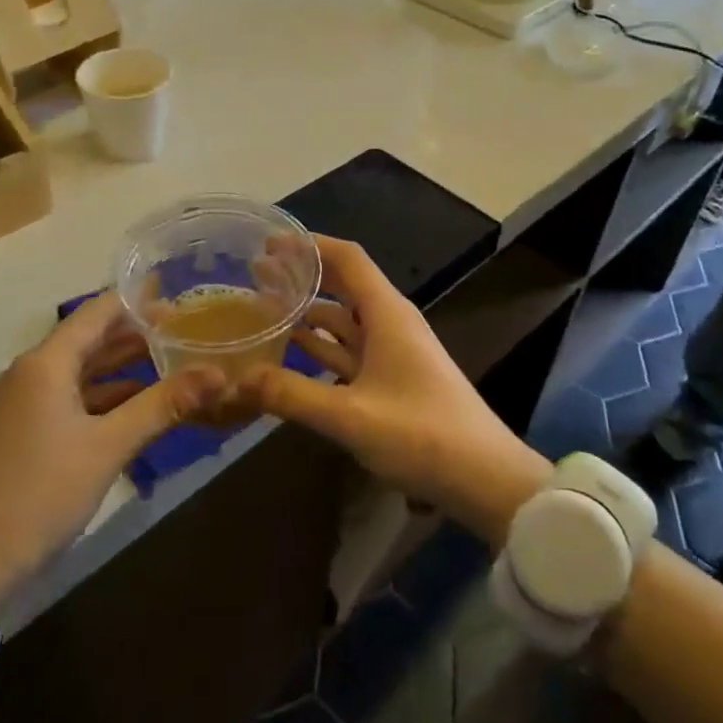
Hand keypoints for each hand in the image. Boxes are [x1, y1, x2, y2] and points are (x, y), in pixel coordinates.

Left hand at [0, 292, 222, 617]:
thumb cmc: (37, 495)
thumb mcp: (108, 448)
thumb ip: (163, 405)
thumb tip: (218, 374)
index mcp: (45, 364)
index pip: (98, 312)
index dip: (138, 301)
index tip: (180, 297)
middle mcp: (29, 373)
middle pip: (88, 339)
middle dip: (135, 334)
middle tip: (185, 331)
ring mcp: (21, 405)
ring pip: (79, 372)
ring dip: (120, 367)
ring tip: (169, 362)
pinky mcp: (19, 434)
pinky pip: (68, 399)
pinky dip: (102, 397)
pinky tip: (133, 407)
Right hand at [237, 235, 549, 545]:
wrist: (484, 479)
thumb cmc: (422, 435)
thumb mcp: (350, 416)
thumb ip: (292, 394)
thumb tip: (238, 378)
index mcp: (387, 314)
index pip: (348, 259)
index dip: (310, 245)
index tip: (270, 243)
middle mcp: (390, 323)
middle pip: (344, 284)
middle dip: (304, 275)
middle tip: (258, 273)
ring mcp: (393, 352)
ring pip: (345, 319)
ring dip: (309, 311)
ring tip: (266, 308)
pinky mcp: (393, 379)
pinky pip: (350, 350)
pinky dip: (322, 346)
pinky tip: (292, 351)